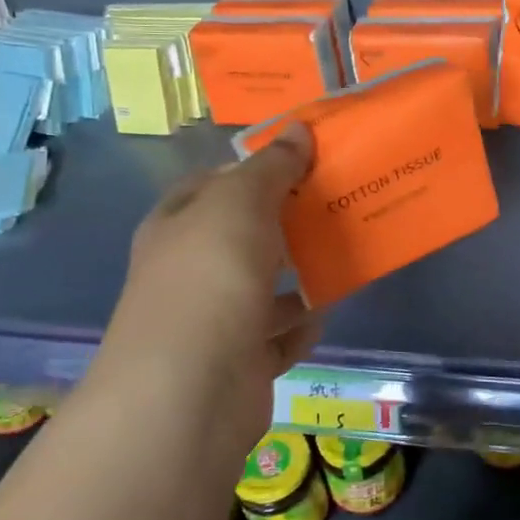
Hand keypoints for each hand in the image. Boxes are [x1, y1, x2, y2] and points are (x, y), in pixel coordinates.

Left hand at [92, 125, 321, 460]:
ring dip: (299, 276)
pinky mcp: (239, 363)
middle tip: (337, 204)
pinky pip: (277, 336)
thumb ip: (272, 166)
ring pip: (263, 287)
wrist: (190, 391)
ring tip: (343, 255)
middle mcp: (188, 270)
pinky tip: (324, 313)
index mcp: (176, 225)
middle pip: (243, 235)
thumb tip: (297, 128)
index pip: (213, 184)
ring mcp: (211, 320)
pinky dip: (300, 327)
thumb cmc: (210, 277)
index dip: (254, 169)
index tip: (304, 162)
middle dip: (286, 222)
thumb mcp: (241, 203)